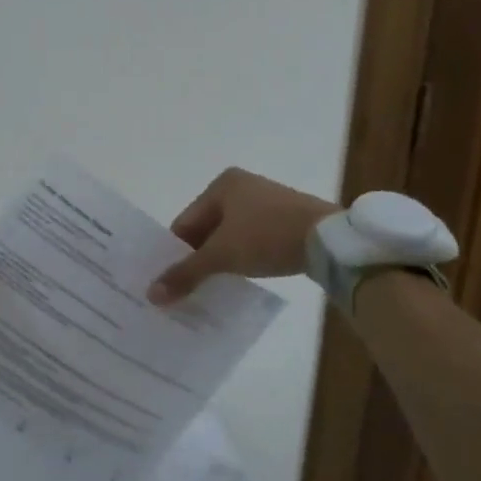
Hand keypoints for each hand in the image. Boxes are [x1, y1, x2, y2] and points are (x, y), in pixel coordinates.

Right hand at [148, 167, 339, 303]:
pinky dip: (242, 258)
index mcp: (222, 184)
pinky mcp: (285, 219)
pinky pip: (251, 239)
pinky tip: (240, 279)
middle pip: (206, 229)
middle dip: (197, 259)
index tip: (170, 283)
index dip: (175, 253)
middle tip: (186, 290)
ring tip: (211, 289)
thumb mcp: (222, 256)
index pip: (185, 223)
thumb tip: (151, 295)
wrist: (329, 240)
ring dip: (220, 261)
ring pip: (229, 236)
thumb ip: (185, 273)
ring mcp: (266, 202)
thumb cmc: (267, 236)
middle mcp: (242, 186)